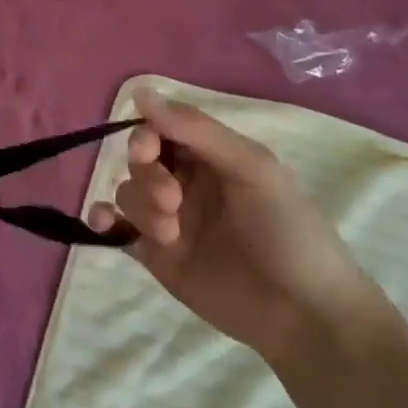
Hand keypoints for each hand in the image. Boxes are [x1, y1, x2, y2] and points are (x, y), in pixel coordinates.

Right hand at [87, 89, 377, 366]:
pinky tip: (104, 222)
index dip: (148, 134)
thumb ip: (196, 129)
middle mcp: (186, 182)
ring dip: (140, 205)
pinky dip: (102, 218)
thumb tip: (141, 92)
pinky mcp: (156, 257)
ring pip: (128, 192)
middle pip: (140, 159)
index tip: (148, 149)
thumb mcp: (252, 167)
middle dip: (147, 174)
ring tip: (170, 234)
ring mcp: (169, 220)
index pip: (163, 128)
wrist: (305, 315)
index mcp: (212, 156)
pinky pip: (117, 227)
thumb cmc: (287, 231)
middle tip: (172, 199)